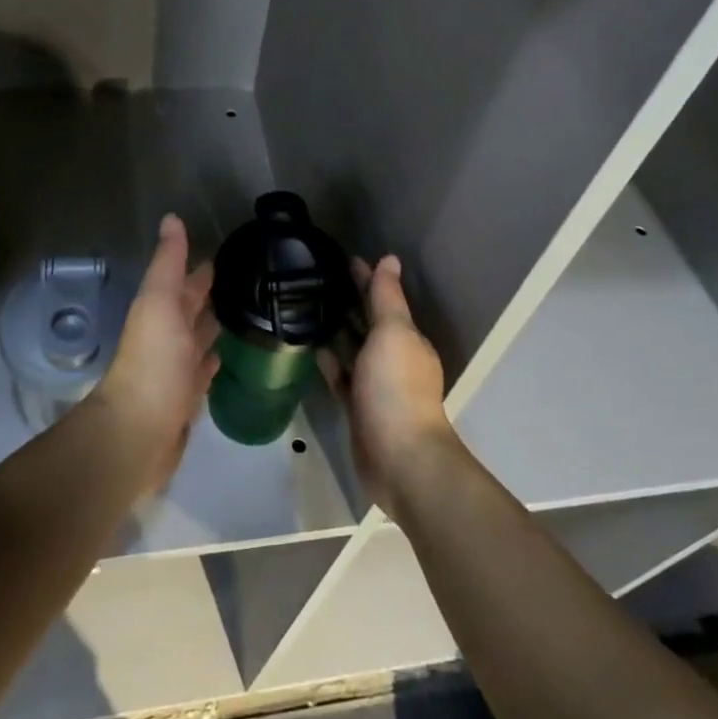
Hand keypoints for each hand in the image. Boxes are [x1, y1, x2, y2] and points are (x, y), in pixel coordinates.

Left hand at [91, 214, 219, 493]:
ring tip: (240, 314)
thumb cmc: (153, 361)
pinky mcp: (185, 399)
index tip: (223, 254)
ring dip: (211, 327)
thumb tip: (171, 217)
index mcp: (159, 312)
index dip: (198, 270)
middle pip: (189, 311)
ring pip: (196, 340)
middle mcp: (165, 338)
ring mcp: (175, 369)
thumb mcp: (158, 301)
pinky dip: (210, 362)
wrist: (139, 431)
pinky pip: (201, 374)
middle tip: (240, 281)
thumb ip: (167, 263)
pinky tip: (223, 358)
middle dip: (206, 295)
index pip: (182, 283)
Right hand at [324, 255, 455, 515]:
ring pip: (355, 350)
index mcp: (407, 340)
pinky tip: (313, 350)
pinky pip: (342, 378)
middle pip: (371, 323)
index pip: (385, 300)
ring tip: (310, 310)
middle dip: (352, 302)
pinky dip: (331, 363)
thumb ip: (387, 298)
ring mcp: (376, 386)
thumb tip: (390, 259)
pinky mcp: (359, 409)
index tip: (345, 259)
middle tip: (320, 280)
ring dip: (340, 331)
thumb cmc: (396, 388)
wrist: (399, 459)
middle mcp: (394, 360)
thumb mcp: (393, 334)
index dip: (367, 279)